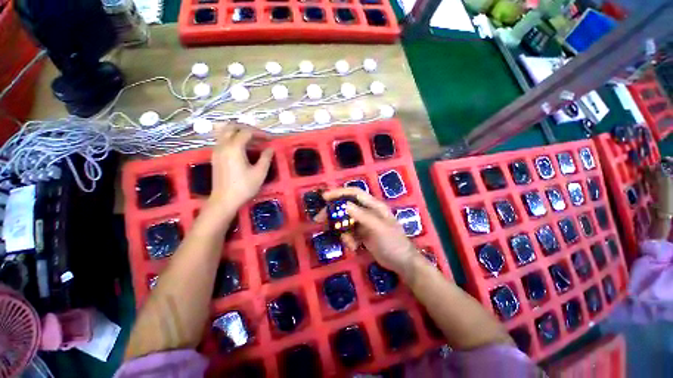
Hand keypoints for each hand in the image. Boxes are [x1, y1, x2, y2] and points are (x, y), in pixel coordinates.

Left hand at [206, 126, 273, 214]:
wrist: (224, 200)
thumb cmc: (244, 187)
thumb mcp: (259, 173)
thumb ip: (266, 158)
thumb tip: (270, 148)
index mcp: (234, 147)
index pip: (247, 132)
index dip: (260, 133)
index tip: (270, 139)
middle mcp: (223, 145)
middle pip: (232, 127)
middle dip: (247, 128)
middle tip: (259, 136)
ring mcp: (216, 150)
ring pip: (225, 132)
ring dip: (239, 132)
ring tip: (252, 140)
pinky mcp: (215, 157)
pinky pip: (222, 140)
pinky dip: (233, 139)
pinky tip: (242, 148)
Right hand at [318, 188, 417, 275]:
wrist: (401, 262)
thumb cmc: (393, 242)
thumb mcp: (378, 228)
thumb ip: (362, 216)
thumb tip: (345, 205)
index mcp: (374, 206)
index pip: (354, 193)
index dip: (339, 193)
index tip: (325, 198)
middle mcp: (368, 211)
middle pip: (346, 206)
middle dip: (334, 213)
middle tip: (320, 219)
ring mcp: (364, 223)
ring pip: (346, 221)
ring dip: (342, 231)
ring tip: (349, 243)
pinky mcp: (362, 234)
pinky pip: (349, 233)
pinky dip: (348, 239)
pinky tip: (354, 247)